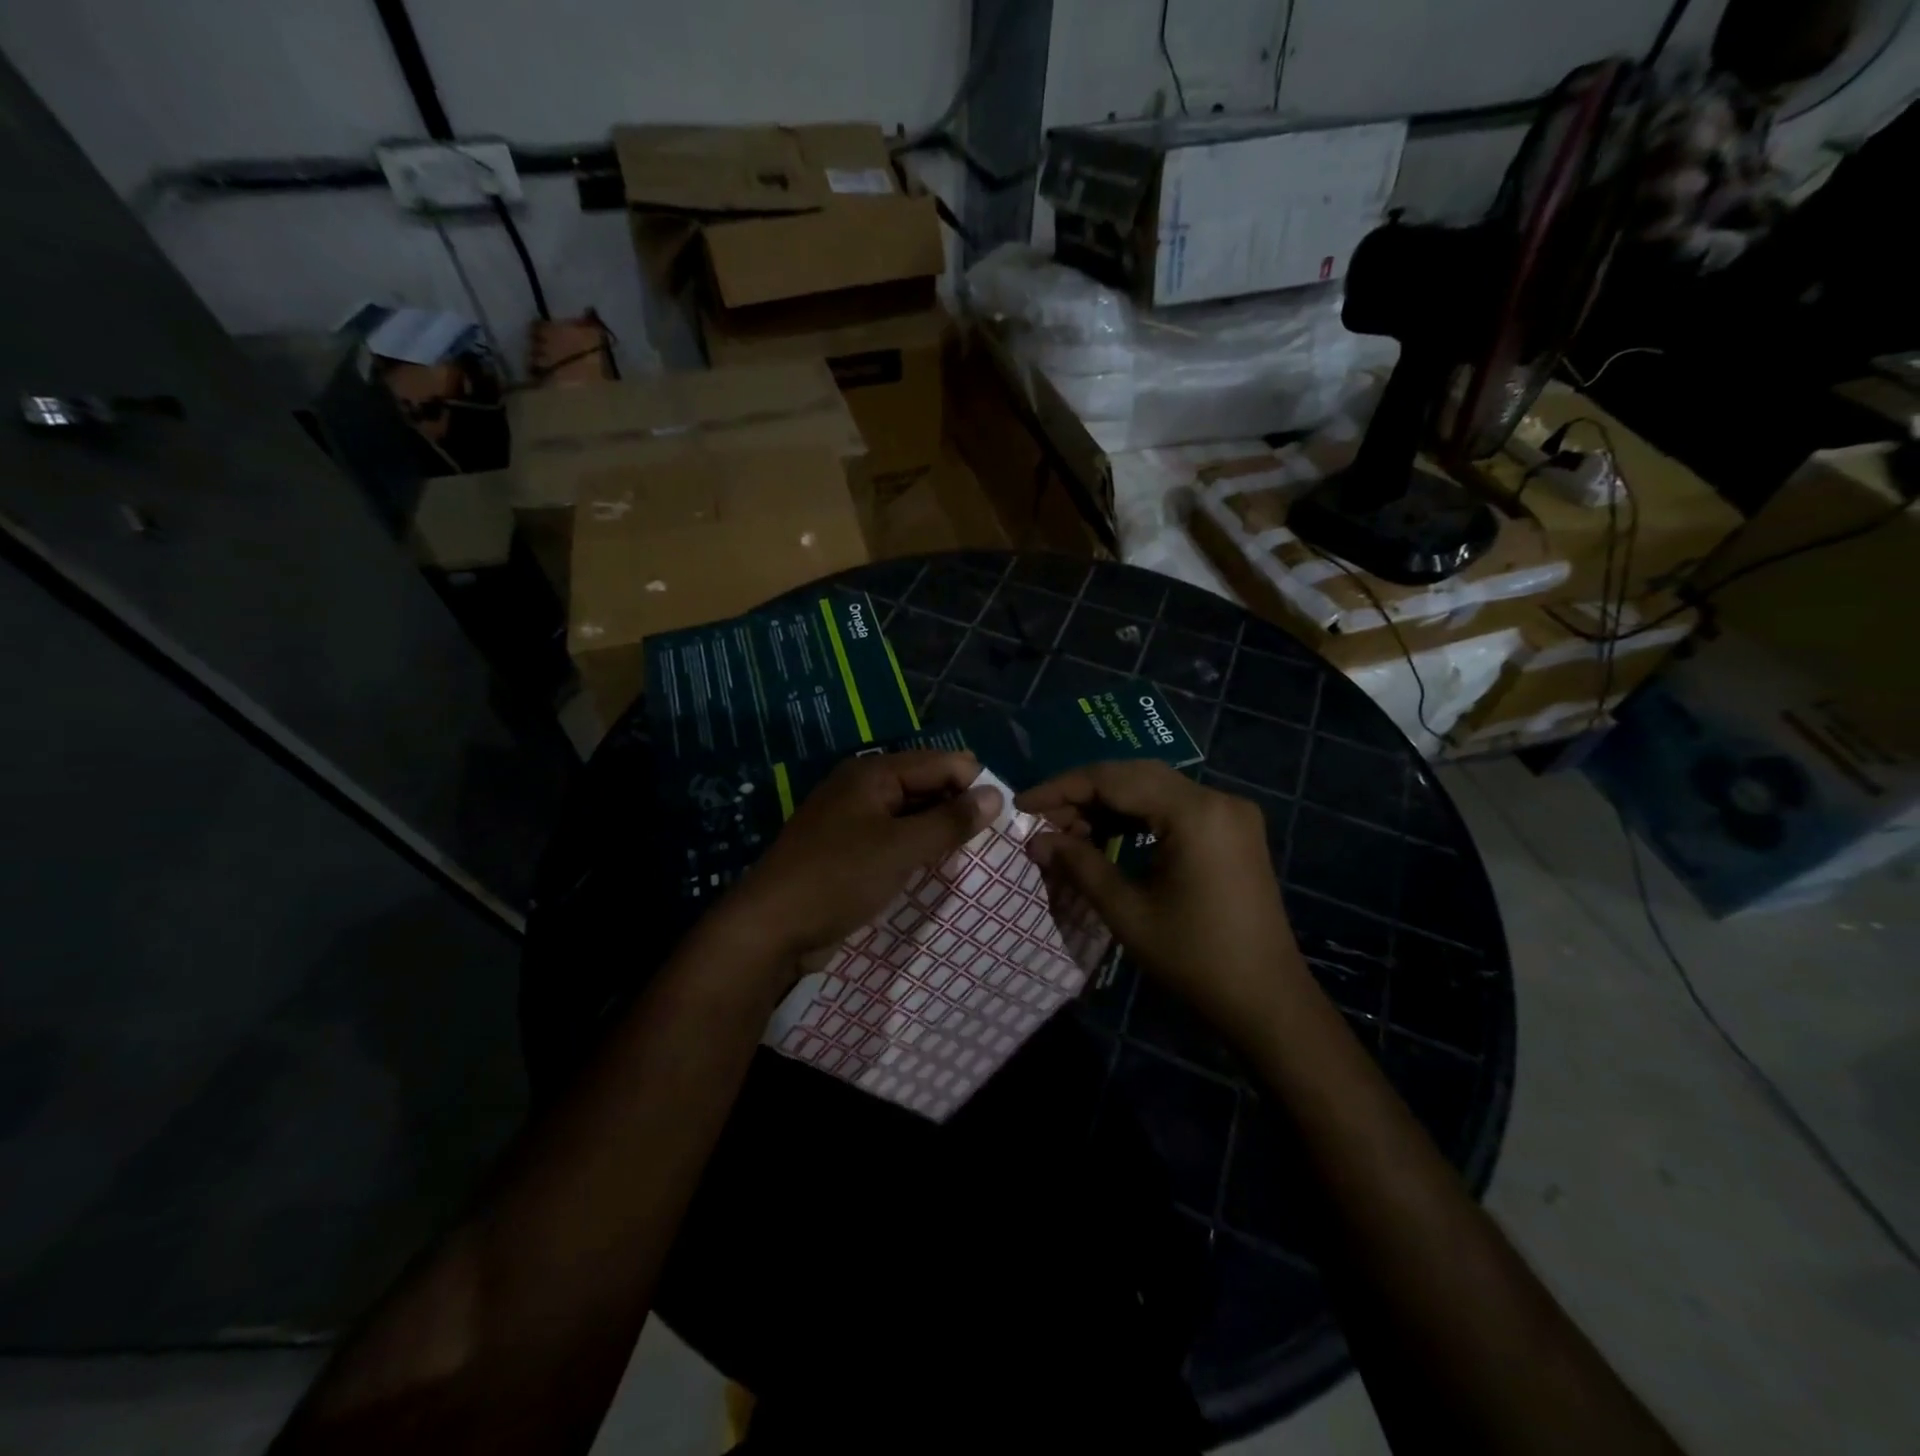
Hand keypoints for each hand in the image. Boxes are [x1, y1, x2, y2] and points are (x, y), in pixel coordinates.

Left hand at [713, 750, 1002, 968]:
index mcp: (873, 773)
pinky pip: (894, 838)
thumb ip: (951, 821)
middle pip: (926, 785)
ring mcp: (853, 819)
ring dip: (938, 831)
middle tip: (990, 843)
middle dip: (957, 809)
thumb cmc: (838, 879)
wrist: (770, 928)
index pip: (941, 762)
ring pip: (911, 814)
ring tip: (969, 857)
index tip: (1000, 821)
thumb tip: (996, 795)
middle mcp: (863, 787)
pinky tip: (934, 867)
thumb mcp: (901, 848)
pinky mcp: (848, 849)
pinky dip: (916, 848)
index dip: (973, 785)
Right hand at [1017, 761, 1306, 1040]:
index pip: (1113, 779)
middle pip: (1134, 775)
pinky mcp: (1233, 829)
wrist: (1267, 1000)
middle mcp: (1216, 798)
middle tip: (1043, 820)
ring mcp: (1229, 812)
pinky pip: (1175, 806)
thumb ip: (1079, 865)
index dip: (1062, 788)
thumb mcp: (1127, 911)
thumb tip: (1036, 840)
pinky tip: (1107, 834)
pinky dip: (1138, 815)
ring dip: (1109, 803)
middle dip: (1083, 793)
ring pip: (1154, 788)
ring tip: (1069, 830)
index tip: (1023, 805)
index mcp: (1194, 812)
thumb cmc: (1194, 958)